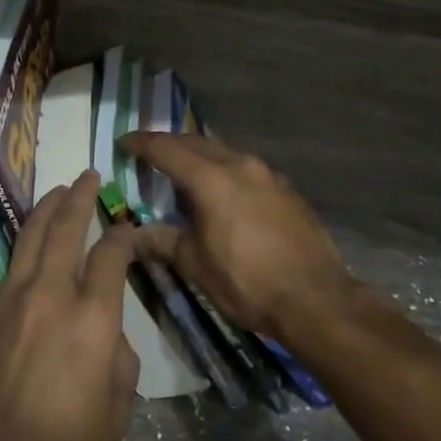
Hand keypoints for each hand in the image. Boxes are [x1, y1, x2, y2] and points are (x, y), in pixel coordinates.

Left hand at [0, 171, 140, 440]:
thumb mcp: (116, 412)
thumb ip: (119, 360)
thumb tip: (107, 335)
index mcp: (93, 317)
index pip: (111, 254)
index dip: (124, 235)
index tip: (130, 229)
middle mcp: (52, 294)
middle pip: (65, 228)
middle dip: (79, 197)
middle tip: (87, 176)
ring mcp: (13, 300)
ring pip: (31, 238)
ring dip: (47, 209)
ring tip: (58, 191)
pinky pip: (11, 266)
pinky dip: (27, 244)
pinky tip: (32, 244)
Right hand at [122, 132, 351, 342]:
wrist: (316, 299)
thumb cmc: (246, 282)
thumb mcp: (195, 264)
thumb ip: (163, 241)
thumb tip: (133, 235)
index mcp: (211, 178)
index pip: (166, 149)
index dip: (142, 143)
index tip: (124, 142)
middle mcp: (240, 165)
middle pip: (197, 143)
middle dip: (171, 145)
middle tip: (151, 154)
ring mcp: (268, 175)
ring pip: (225, 153)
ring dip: (201, 156)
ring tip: (185, 172)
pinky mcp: (287, 190)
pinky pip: (246, 169)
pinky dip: (226, 171)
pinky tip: (224, 193)